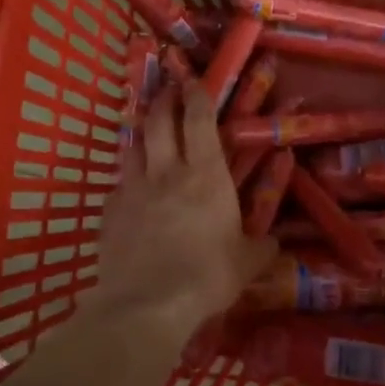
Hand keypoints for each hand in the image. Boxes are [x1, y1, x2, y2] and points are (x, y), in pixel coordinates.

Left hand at [92, 84, 277, 340]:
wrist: (147, 303)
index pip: (199, 121)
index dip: (197, 96)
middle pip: (159, 122)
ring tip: (145, 129)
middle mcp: (166, 173)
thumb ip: (262, 247)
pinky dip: (126, 179)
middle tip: (167, 91)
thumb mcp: (247, 263)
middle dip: (164, 101)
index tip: (194, 82)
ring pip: (132, 147)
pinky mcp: (110, 213)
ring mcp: (133, 190)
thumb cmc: (207, 276)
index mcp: (206, 176)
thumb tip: (274, 244)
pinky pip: (118, 185)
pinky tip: (129, 188)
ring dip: (140, 132)